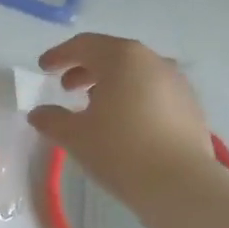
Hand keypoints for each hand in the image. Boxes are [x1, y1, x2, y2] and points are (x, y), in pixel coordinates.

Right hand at [29, 33, 216, 207]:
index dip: (60, 55)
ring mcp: (177, 82)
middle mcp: (153, 61)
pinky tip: (124, 123)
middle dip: (85, 69)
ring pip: (136, 73)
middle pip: (113, 55)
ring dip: (111, 84)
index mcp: (122, 58)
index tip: (43, 68)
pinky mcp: (190, 105)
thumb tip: (38, 113)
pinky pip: (153, 92)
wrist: (178, 182)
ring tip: (94, 106)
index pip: (84, 45)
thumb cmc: (119, 150)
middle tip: (66, 88)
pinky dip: (133, 98)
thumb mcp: (75, 136)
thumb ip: (52, 120)